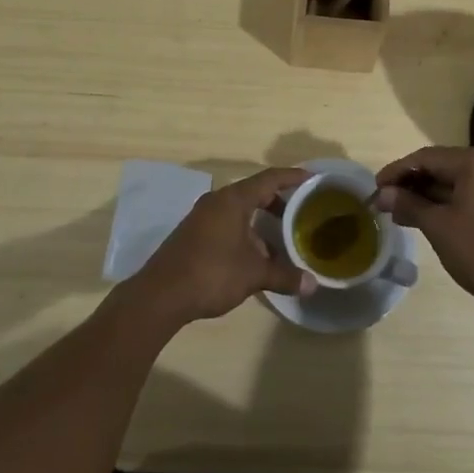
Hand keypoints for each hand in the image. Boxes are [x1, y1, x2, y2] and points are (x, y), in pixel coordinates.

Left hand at [129, 167, 315, 325]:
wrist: (160, 295)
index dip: (292, 177)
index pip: (269, 178)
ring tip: (282, 238)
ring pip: (239, 210)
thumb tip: (313, 284)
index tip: (312, 178)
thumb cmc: (211, 273)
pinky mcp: (194, 234)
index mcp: (233, 200)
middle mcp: (217, 201)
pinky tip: (255, 255)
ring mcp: (202, 217)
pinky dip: (245, 231)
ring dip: (261, 221)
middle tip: (301, 212)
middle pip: (254, 192)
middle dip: (278, 201)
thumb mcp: (253, 275)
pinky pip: (227, 223)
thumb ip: (284, 276)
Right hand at [375, 147, 473, 316]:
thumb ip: (409, 204)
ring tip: (399, 213)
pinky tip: (425, 218)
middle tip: (384, 202)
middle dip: (410, 184)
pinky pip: (467, 194)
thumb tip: (383, 194)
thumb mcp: (439, 227)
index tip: (374, 188)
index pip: (426, 158)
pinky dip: (445, 203)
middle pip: (440, 166)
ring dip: (426, 196)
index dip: (396, 172)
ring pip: (453, 182)